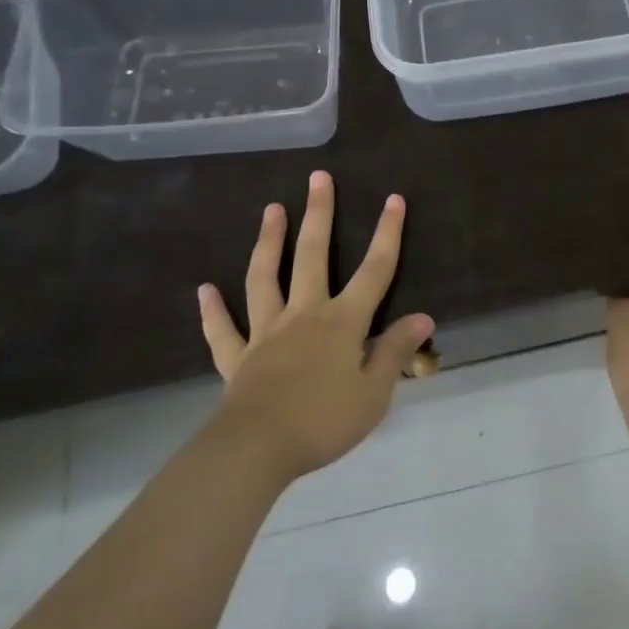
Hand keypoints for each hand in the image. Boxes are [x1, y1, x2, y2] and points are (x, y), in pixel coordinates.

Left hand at [198, 171, 435, 480]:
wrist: (258, 449)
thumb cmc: (324, 421)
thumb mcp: (374, 392)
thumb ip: (395, 351)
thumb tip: (423, 317)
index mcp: (342, 322)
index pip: (374, 271)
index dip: (387, 234)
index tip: (393, 199)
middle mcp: (304, 315)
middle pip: (313, 256)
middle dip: (319, 215)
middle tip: (318, 178)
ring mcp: (266, 332)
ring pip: (265, 278)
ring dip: (269, 242)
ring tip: (271, 209)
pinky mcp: (237, 357)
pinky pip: (223, 330)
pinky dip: (213, 310)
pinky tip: (205, 289)